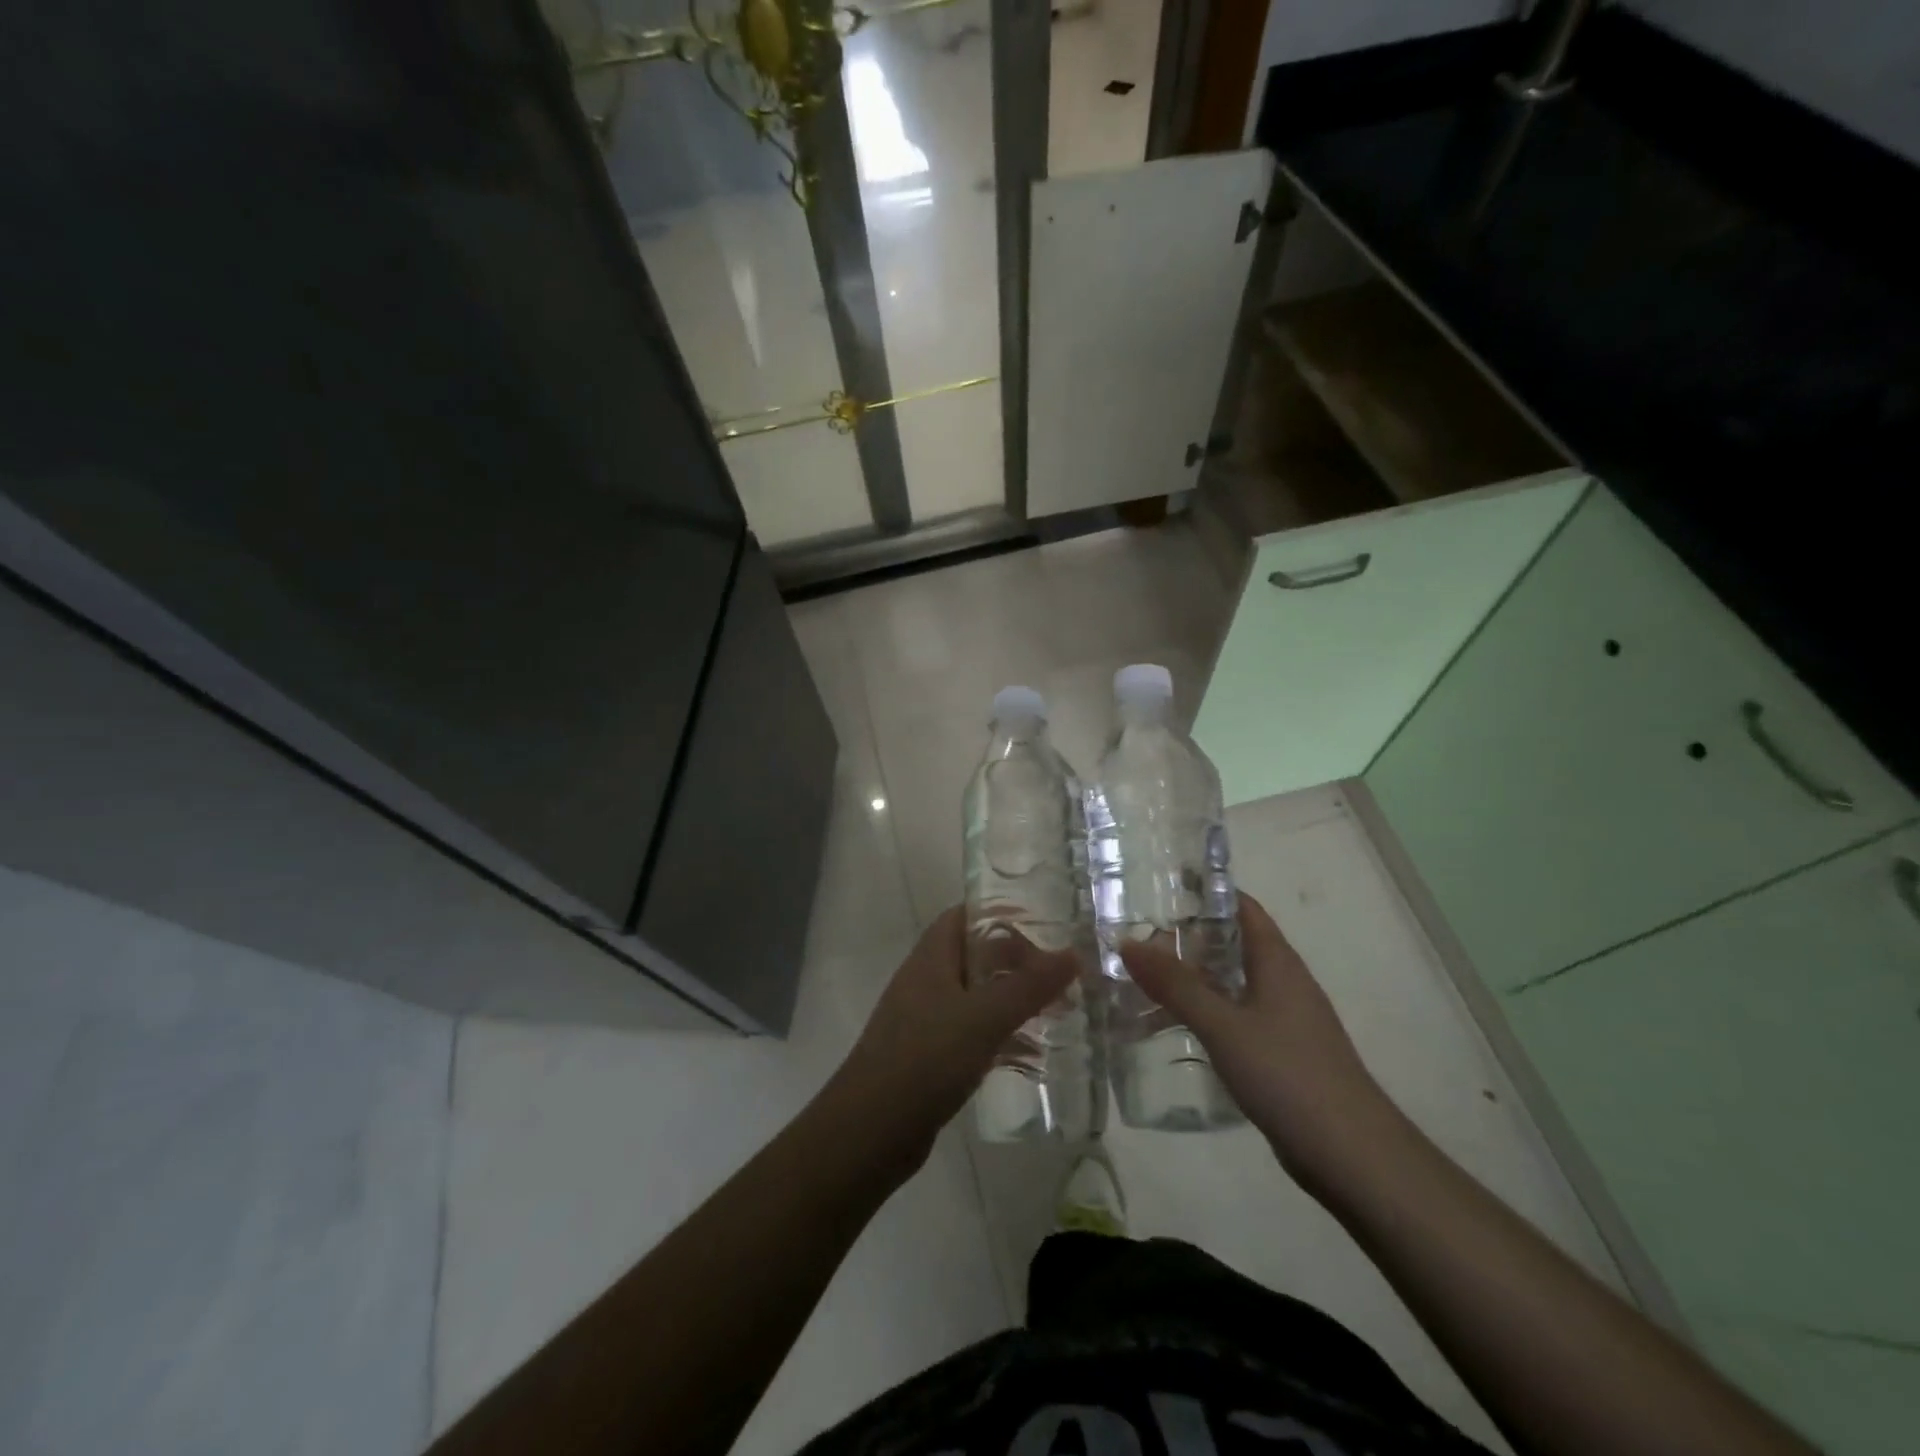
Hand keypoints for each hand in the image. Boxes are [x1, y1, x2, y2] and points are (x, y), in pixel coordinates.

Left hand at [827, 907, 1078, 1170]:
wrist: (870, 1131)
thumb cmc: (925, 1059)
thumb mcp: (984, 1017)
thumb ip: (1030, 986)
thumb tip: (1072, 954)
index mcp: (932, 957)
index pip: (966, 915)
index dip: (1002, 914)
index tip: (1045, 926)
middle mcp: (927, 980)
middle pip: (977, 956)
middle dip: (1018, 963)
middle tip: (1061, 976)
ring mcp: (926, 1019)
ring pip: (978, 997)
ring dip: (1014, 1002)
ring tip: (1059, 1014)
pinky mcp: (930, 1056)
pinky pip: (973, 1034)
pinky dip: (1001, 1038)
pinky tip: (1033, 1058)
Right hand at [1119, 893, 1394, 1189]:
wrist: (1353, 1156)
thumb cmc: (1289, 1075)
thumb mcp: (1224, 1026)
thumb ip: (1176, 985)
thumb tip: (1126, 942)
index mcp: (1276, 961)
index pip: (1240, 906)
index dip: (1204, 892)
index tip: (1157, 887)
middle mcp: (1282, 981)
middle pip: (1230, 943)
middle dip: (1185, 938)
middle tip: (1134, 938)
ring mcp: (1283, 1019)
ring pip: (1229, 983)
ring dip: (1190, 978)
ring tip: (1140, 981)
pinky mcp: (1279, 1053)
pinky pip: (1233, 1017)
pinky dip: (1202, 1013)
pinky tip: (1172, 1029)